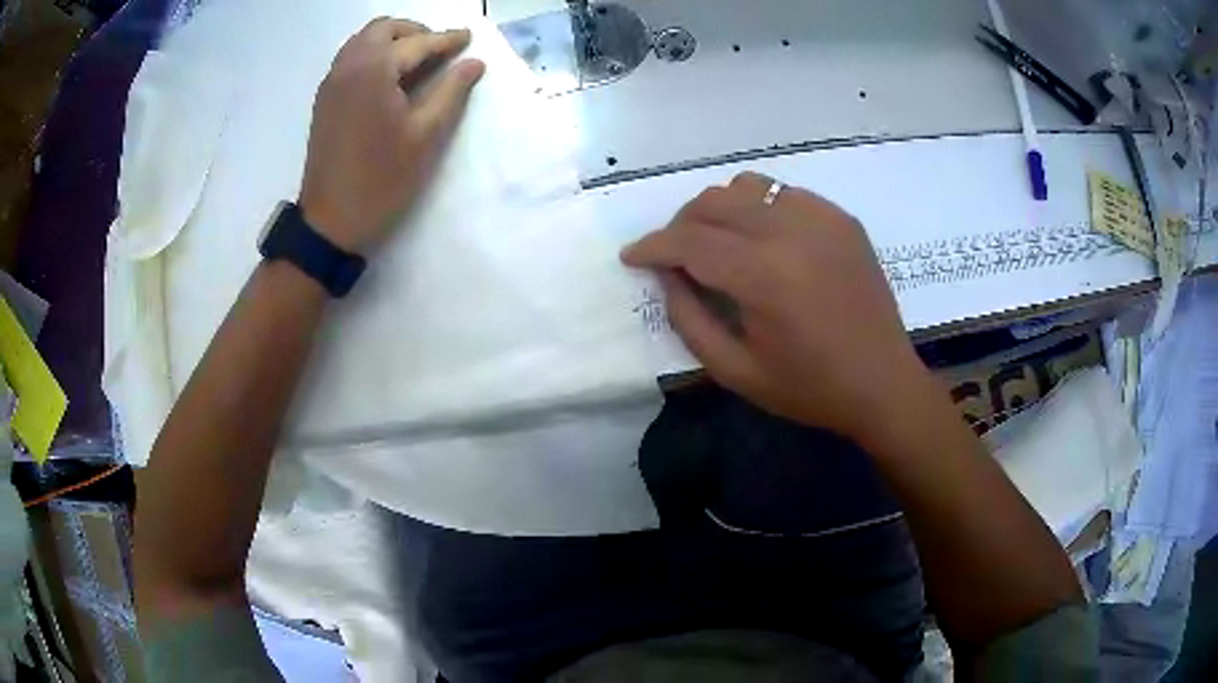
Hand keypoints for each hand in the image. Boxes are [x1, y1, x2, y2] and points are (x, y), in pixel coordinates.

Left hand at [298, 18, 484, 253]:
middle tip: (441, 47)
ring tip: (418, 58)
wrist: (330, 220)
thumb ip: (452, 92)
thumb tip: (474, 63)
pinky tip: (391, 76)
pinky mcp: (325, 100)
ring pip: (363, 41)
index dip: (446, 40)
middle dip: (414, 32)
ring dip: (392, 40)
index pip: (416, 43)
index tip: (468, 38)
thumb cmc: (382, 179)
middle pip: (382, 29)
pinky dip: (373, 54)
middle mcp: (348, 67)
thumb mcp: (426, 136)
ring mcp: (332, 83)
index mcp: (374, 71)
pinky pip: (350, 59)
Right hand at [622, 172, 927, 440]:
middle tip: (673, 255)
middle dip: (680, 224)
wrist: (883, 383)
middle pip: (713, 202)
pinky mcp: (841, 218)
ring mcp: (822, 217)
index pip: (689, 241)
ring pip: (747, 186)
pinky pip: (784, 193)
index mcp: (764, 276)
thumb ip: (689, 320)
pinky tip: (762, 239)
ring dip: (718, 209)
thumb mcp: (736, 371)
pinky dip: (758, 208)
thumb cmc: (810, 388)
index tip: (632, 257)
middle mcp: (792, 231)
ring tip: (716, 241)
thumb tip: (665, 277)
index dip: (652, 246)